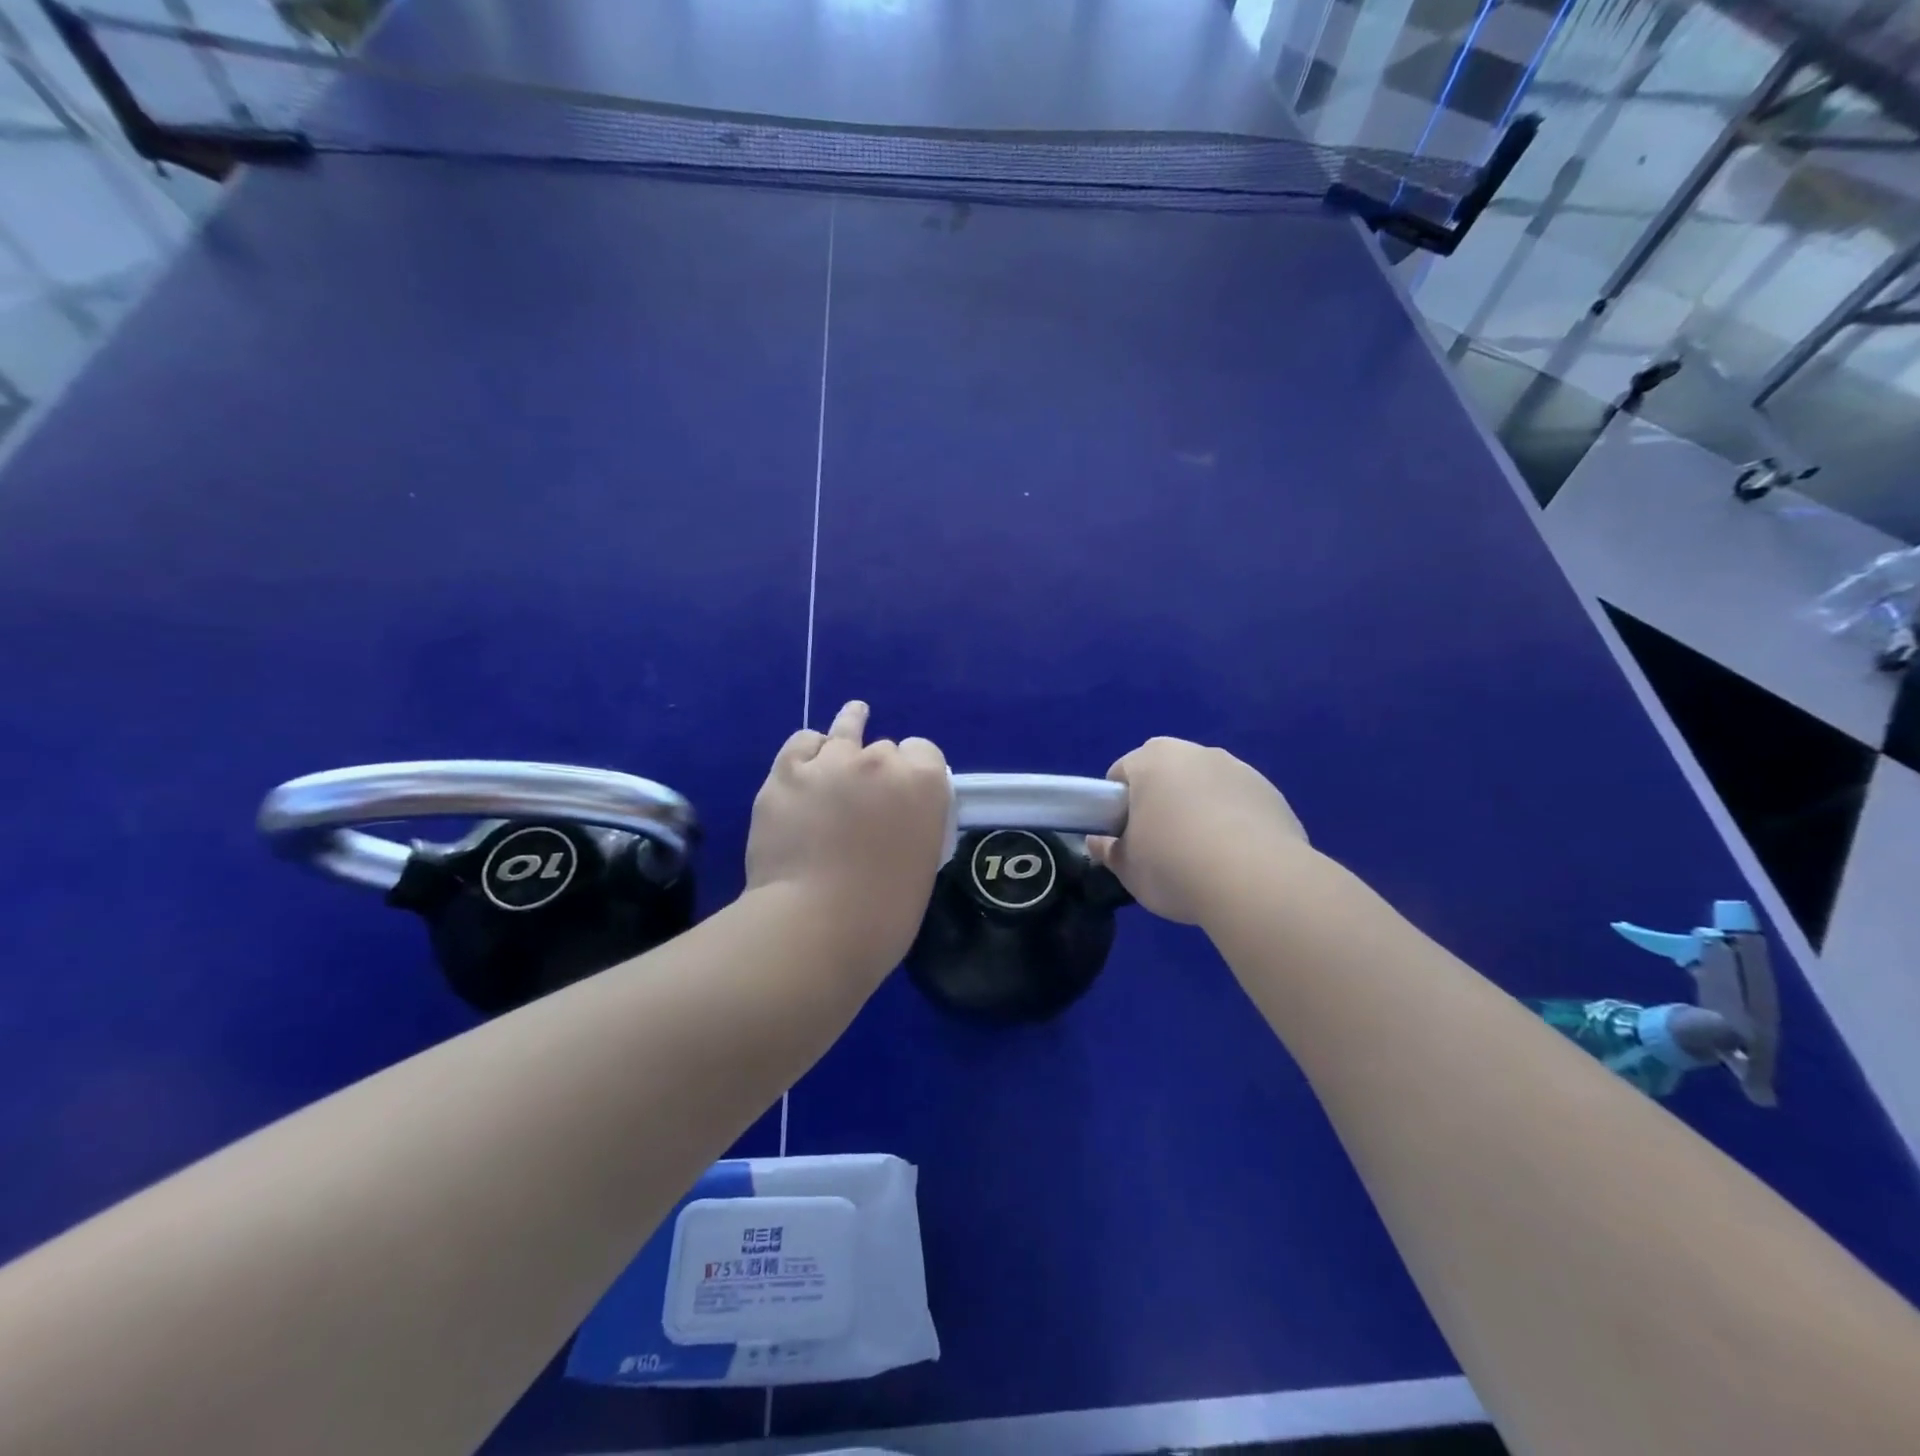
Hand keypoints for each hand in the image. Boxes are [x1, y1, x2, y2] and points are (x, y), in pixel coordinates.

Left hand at [745, 701, 950, 970]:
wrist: (814, 925)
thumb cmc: (882, 914)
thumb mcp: (921, 863)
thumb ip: (913, 824)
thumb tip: (894, 818)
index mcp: (923, 783)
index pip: (925, 751)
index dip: (915, 769)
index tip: (904, 795)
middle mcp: (880, 760)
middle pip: (884, 747)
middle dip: (878, 768)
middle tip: (865, 802)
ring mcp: (830, 762)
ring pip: (844, 731)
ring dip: (849, 731)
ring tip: (855, 715)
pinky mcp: (786, 773)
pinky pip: (802, 742)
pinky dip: (808, 751)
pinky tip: (810, 757)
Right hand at [1088, 738, 1306, 925]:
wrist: (1256, 882)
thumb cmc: (1174, 866)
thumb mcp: (1128, 868)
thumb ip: (1109, 851)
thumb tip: (1098, 843)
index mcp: (1152, 760)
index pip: (1122, 773)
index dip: (1117, 806)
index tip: (1124, 837)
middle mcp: (1196, 753)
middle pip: (1166, 774)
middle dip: (1160, 801)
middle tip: (1160, 846)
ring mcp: (1238, 769)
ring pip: (1206, 786)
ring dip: (1199, 809)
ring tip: (1203, 857)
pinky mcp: (1271, 793)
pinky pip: (1239, 804)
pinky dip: (1233, 822)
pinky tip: (1236, 859)